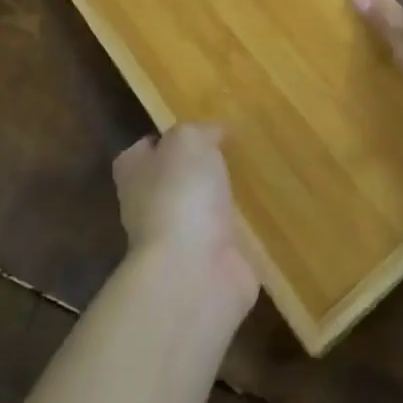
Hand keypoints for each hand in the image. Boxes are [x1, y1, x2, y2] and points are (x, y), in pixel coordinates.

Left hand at [113, 124, 258, 318]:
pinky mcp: (209, 264)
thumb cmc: (180, 195)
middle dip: (197, 169)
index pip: (143, 149)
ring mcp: (179, 239)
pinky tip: (267, 213)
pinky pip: (228, 238)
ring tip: (255, 176)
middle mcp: (149, 206)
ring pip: (201, 210)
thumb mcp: (187, 140)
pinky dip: (244, 230)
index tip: (196, 129)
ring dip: (222, 199)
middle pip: (173, 180)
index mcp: (135, 173)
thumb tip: (212, 133)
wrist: (193, 273)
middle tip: (233, 150)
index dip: (164, 138)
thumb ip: (199, 130)